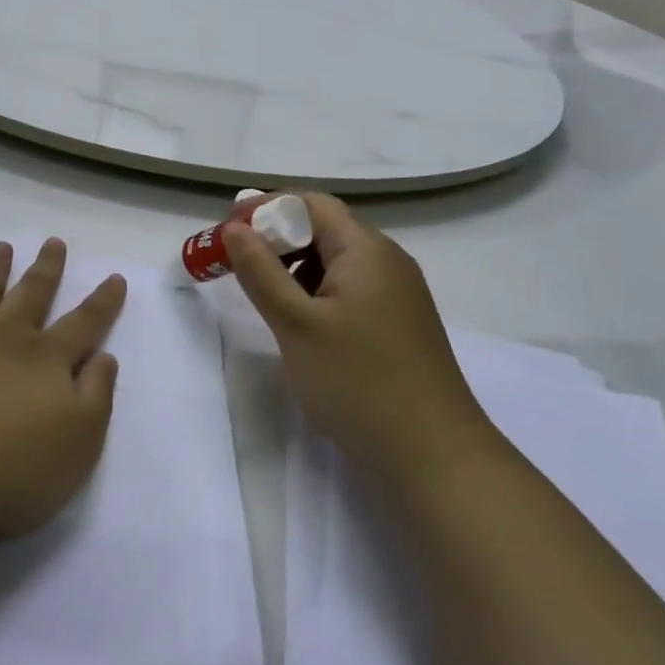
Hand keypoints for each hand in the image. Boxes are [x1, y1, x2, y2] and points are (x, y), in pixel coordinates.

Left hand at [0, 239, 125, 544]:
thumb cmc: (11, 468)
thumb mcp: (79, 443)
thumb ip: (96, 395)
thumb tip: (105, 356)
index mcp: (47, 359)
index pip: (84, 323)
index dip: (102, 302)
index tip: (114, 277)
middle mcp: (5, 337)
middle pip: (31, 294)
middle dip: (46, 268)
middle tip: (53, 242)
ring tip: (1, 246)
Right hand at [225, 195, 488, 484]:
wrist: (437, 461)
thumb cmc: (359, 383)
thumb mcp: (296, 324)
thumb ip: (261, 271)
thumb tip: (234, 228)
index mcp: (366, 249)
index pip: (311, 203)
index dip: (266, 209)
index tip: (227, 233)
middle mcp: (387, 261)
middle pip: (325, 229)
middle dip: (277, 240)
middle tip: (237, 266)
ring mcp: (398, 294)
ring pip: (337, 262)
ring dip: (296, 268)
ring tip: (264, 298)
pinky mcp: (400, 324)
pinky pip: (351, 290)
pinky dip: (318, 293)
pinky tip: (302, 325)